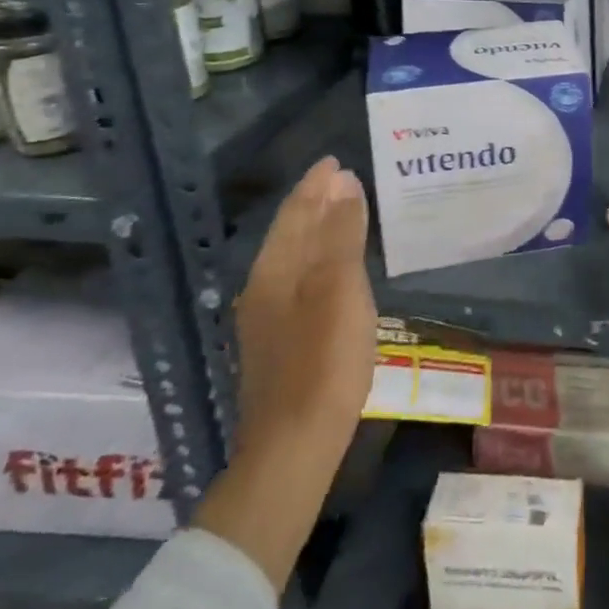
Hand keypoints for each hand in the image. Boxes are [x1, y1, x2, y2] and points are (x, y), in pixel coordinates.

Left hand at [233, 156, 375, 454]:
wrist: (294, 447)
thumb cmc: (323, 361)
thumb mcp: (340, 289)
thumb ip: (341, 235)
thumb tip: (344, 184)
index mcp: (275, 271)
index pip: (295, 214)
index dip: (314, 185)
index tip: (334, 161)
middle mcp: (264, 289)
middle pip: (290, 234)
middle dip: (314, 203)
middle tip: (341, 180)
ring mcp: (269, 319)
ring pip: (293, 258)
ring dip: (317, 231)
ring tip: (342, 213)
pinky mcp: (281, 343)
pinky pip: (299, 281)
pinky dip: (318, 259)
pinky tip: (333, 269)